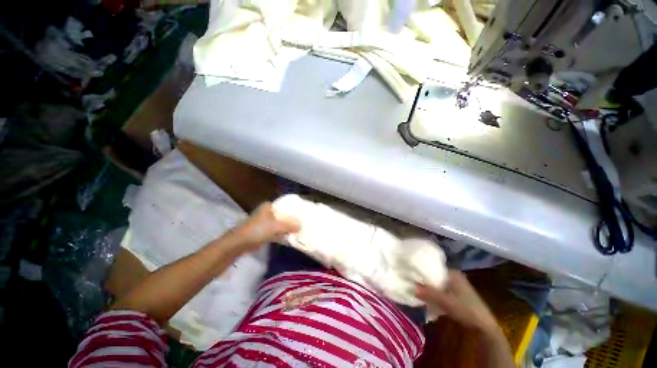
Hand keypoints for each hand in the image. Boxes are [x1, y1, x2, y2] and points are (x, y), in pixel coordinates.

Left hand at [232, 202, 300, 250]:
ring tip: (299, 229)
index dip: (294, 210)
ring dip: (288, 227)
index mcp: (269, 206)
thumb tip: (301, 226)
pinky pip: (276, 231)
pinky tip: (290, 237)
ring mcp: (265, 222)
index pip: (285, 205)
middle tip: (303, 222)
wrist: (240, 243)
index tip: (303, 214)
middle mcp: (268, 212)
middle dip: (292, 219)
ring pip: (280, 223)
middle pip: (284, 215)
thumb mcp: (276, 226)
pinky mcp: (264, 231)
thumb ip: (289, 225)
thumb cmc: (258, 230)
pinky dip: (282, 233)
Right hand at [416, 270, 497, 332]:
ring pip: (437, 284)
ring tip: (416, 289)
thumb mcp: (446, 302)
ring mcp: (456, 286)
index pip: (433, 267)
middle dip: (424, 280)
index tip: (411, 273)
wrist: (484, 327)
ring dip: (428, 288)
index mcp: (453, 273)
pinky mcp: (456, 295)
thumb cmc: (466, 310)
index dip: (422, 270)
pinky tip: (427, 298)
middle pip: (434, 276)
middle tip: (411, 281)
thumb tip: (412, 287)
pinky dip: (434, 293)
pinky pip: (440, 290)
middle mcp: (454, 276)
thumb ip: (429, 294)